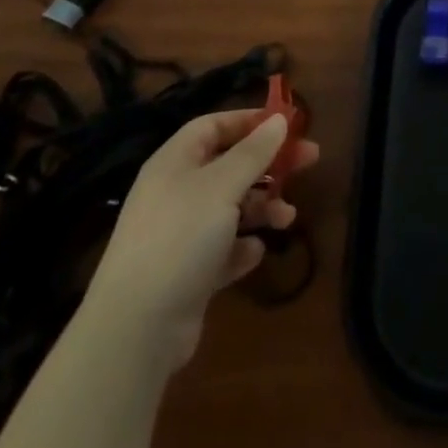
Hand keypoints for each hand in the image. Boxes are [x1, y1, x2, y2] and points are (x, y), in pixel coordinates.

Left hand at [83, 108, 319, 366]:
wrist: (136, 329)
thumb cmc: (180, 238)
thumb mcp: (222, 186)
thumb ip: (254, 152)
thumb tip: (279, 119)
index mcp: (175, 163)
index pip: (213, 126)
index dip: (249, 121)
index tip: (286, 124)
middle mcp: (175, 193)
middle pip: (229, 165)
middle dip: (269, 164)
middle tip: (310, 161)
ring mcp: (179, 235)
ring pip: (230, 208)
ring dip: (262, 208)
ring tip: (288, 218)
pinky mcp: (186, 273)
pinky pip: (222, 249)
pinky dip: (241, 248)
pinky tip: (254, 253)